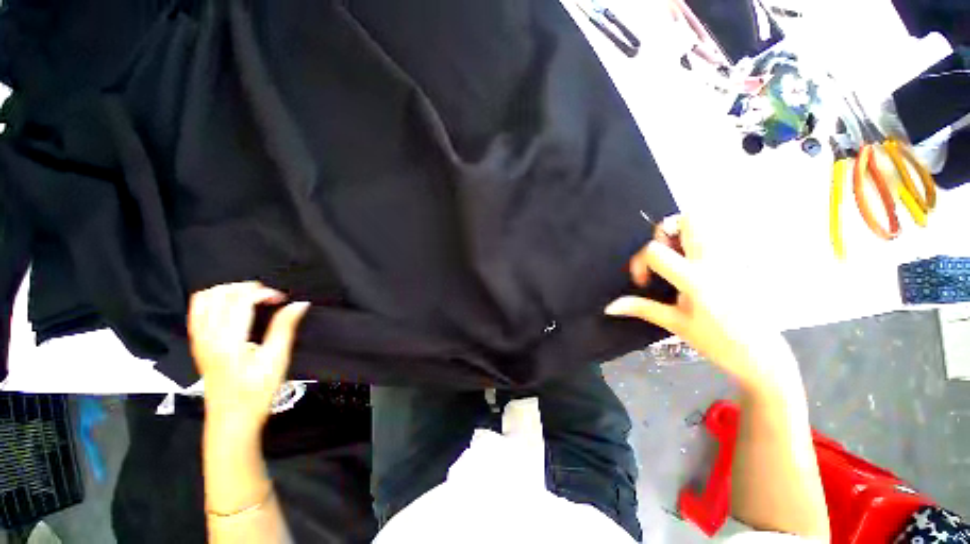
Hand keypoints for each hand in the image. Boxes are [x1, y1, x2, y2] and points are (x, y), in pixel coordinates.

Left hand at [188, 282, 309, 434]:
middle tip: (268, 297)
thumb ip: (284, 328)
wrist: (231, 420)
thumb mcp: (276, 360)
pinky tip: (233, 308)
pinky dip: (215, 300)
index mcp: (227, 340)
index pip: (240, 300)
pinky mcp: (197, 344)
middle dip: (247, 288)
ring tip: (251, 299)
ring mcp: (198, 339)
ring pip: (204, 299)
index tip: (282, 299)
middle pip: (219, 293)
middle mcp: (207, 336)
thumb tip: (299, 304)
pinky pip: (197, 311)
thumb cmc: (257, 392)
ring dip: (229, 291)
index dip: (264, 292)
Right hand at [605, 216, 798, 391]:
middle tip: (665, 256)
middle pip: (687, 219)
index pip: (655, 250)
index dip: (640, 262)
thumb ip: (641, 308)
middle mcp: (716, 261)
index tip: (644, 281)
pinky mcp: (746, 260)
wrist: (764, 356)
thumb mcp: (674, 324)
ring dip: (685, 233)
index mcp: (696, 280)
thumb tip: (609, 307)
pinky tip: (701, 264)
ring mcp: (736, 257)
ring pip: (708, 222)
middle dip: (666, 232)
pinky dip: (705, 240)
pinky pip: (723, 235)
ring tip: (681, 258)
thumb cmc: (717, 343)